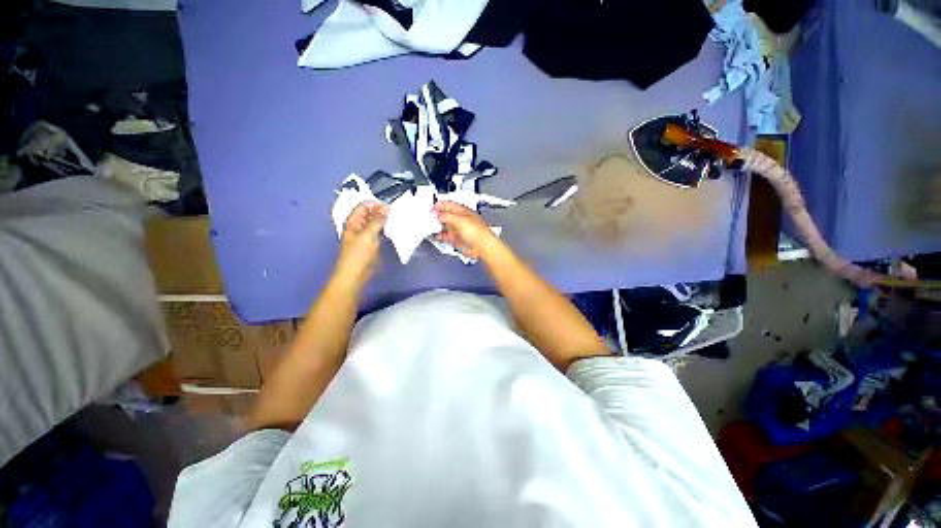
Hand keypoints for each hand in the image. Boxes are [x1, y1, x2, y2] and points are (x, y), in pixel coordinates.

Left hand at [335, 201, 388, 285]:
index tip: (390, 207)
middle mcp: (358, 227)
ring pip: (375, 224)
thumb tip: (386, 207)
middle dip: (381, 212)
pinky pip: (378, 233)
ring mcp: (364, 236)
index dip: (375, 204)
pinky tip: (393, 232)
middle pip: (370, 214)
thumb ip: (377, 220)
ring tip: (396, 222)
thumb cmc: (359, 254)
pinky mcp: (371, 244)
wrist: (355, 275)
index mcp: (353, 222)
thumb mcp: (368, 235)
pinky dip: (385, 231)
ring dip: (384, 222)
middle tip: (396, 214)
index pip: (363, 206)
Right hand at [433, 201, 499, 259]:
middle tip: (426, 217)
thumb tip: (437, 213)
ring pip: (443, 226)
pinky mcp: (455, 239)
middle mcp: (459, 219)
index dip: (438, 205)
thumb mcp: (460, 220)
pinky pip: (444, 236)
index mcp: (462, 211)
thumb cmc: (478, 232)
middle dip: (435, 216)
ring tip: (427, 226)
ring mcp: (456, 230)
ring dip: (435, 226)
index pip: (448, 205)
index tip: (429, 207)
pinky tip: (433, 235)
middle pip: (444, 215)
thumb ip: (446, 216)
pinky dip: (438, 235)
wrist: (482, 247)